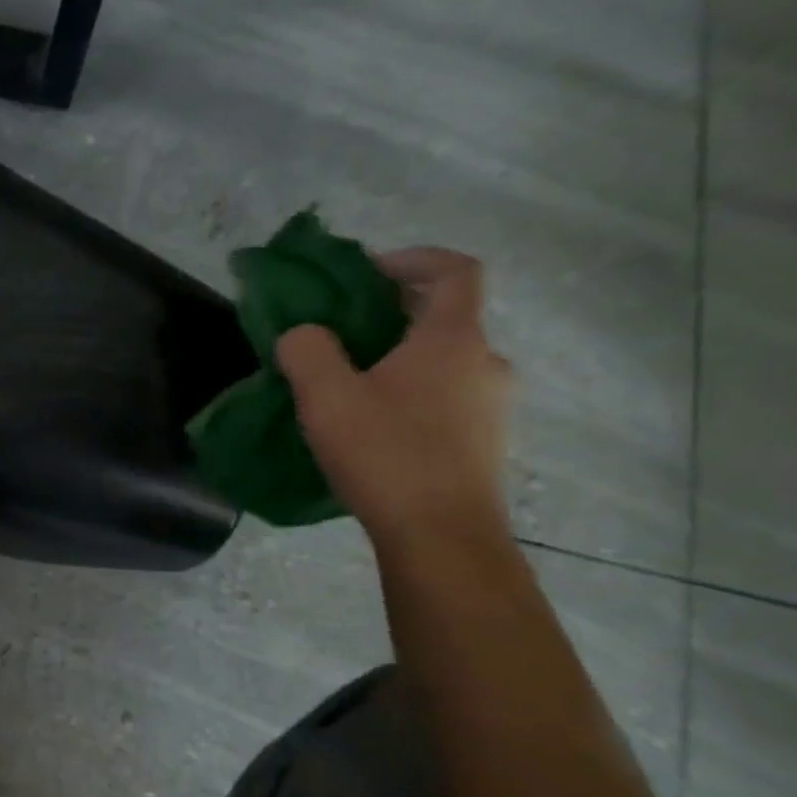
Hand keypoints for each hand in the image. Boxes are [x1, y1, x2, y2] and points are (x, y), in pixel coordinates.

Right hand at [276, 247, 511, 546]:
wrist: (441, 537)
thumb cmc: (386, 454)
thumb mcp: (326, 397)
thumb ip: (307, 351)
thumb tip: (304, 334)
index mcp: (453, 340)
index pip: (455, 271)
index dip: (413, 259)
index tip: (366, 274)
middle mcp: (486, 363)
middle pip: (445, 318)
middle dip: (393, 316)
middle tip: (342, 335)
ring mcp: (492, 406)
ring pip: (444, 363)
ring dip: (400, 361)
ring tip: (350, 387)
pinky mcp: (485, 443)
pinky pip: (447, 399)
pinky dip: (413, 395)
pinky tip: (374, 428)